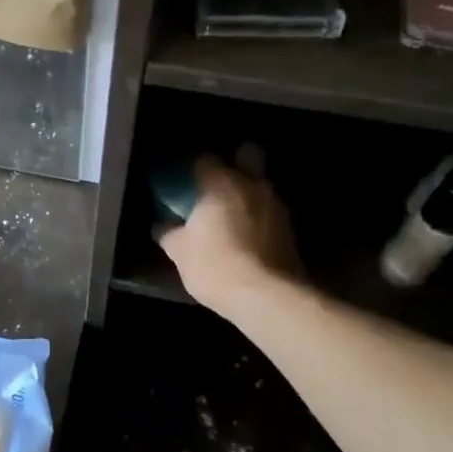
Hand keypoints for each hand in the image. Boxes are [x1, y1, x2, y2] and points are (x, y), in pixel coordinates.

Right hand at [157, 152, 297, 309]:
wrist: (266, 296)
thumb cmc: (215, 265)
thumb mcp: (179, 252)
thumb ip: (169, 233)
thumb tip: (161, 226)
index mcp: (220, 183)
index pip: (205, 158)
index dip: (194, 166)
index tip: (185, 179)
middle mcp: (252, 185)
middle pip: (248, 154)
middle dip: (237, 160)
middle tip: (220, 179)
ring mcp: (276, 205)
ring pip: (263, 183)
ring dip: (250, 191)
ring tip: (234, 212)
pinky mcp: (290, 229)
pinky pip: (271, 210)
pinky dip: (260, 215)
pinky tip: (249, 234)